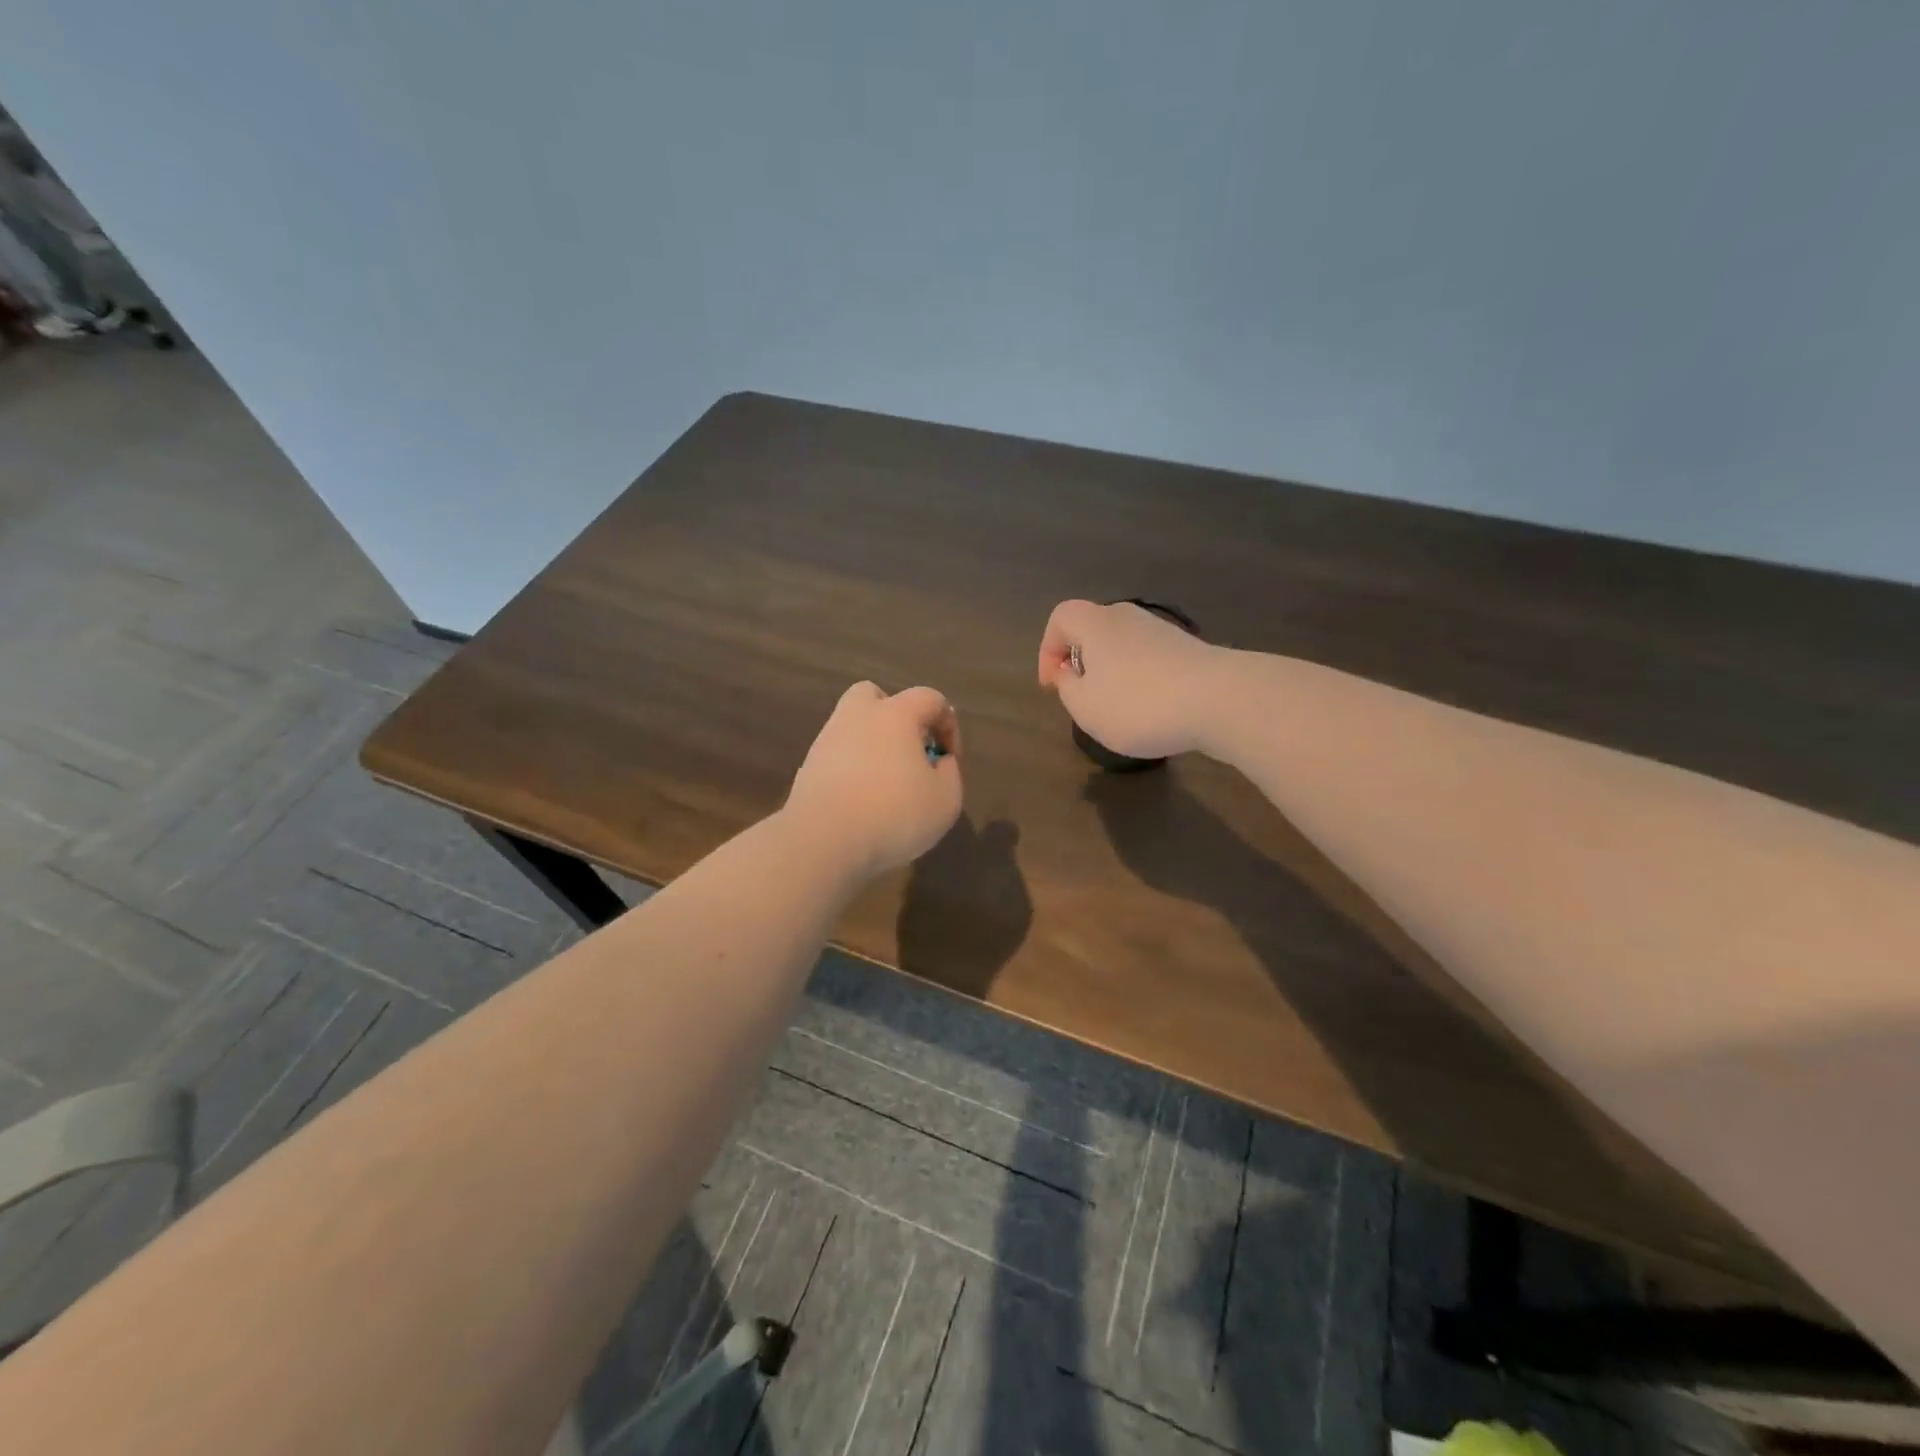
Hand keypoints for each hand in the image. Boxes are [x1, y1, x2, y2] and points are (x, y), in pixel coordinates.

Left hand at [785, 681, 962, 876]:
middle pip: (874, 696)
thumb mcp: (945, 800)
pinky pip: (837, 758)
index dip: (948, 725)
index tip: (950, 759)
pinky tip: (862, 802)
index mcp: (895, 714)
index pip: (929, 698)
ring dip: (872, 746)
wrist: (823, 841)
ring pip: (852, 728)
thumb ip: (950, 773)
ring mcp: (827, 741)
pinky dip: (851, 771)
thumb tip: (939, 761)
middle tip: (908, 751)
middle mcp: (857, 717)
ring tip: (886, 784)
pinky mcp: (807, 768)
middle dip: (895, 716)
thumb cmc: (894, 814)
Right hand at [1037, 599, 1224, 759]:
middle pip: (1093, 629)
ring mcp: (1162, 631)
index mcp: (1095, 623)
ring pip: (1123, 646)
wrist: (1219, 700)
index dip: (1049, 649)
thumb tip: (1069, 673)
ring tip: (1118, 710)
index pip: (1060, 617)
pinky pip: (1150, 659)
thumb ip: (1067, 688)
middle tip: (1083, 696)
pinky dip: (1141, 680)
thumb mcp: (1085, 707)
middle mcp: (1128, 617)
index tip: (1054, 684)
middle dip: (1082, 662)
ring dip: (1113, 673)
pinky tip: (1152, 710)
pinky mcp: (1188, 649)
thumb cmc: (1137, 704)